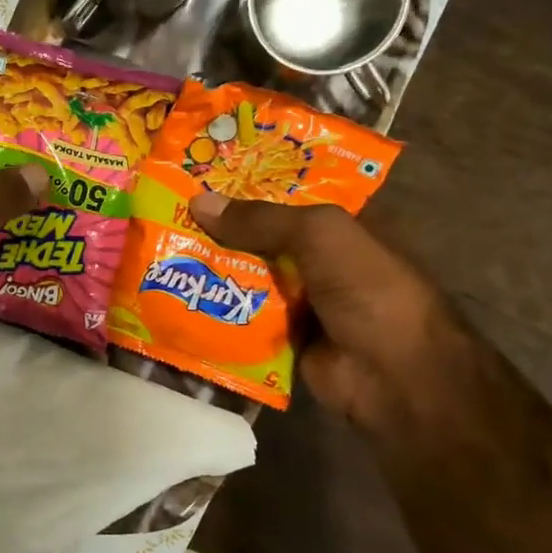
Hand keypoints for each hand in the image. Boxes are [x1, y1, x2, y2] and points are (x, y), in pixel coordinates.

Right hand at [188, 192, 473, 434]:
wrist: (393, 376)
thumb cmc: (368, 289)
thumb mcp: (320, 235)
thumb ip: (260, 219)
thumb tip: (197, 202)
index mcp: (342, 226)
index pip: (289, 196)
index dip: (249, 186)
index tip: (200, 177)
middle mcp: (323, 260)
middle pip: (263, 238)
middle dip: (221, 229)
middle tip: (167, 214)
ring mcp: (304, 301)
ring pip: (250, 278)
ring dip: (213, 270)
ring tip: (159, 252)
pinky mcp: (285, 338)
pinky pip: (244, 318)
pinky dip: (217, 311)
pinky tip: (177, 298)